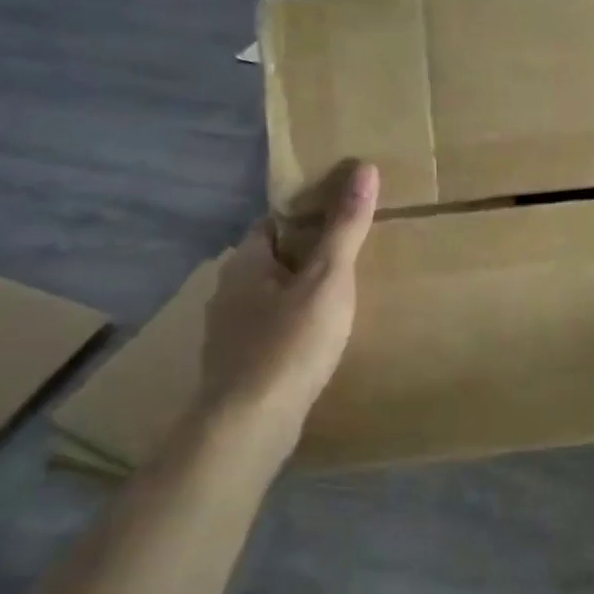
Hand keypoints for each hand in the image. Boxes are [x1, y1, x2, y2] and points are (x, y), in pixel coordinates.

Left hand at [197, 162, 378, 461]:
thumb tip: (364, 167)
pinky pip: (270, 331)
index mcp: (245, 262)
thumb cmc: (290, 344)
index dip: (307, 215)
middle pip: (273, 260)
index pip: (274, 222)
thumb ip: (345, 226)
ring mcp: (229, 332)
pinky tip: (318, 342)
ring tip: (343, 298)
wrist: (249, 426)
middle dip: (307, 256)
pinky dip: (293, 327)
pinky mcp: (238, 365)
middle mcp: (229, 291)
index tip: (344, 216)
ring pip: (271, 298)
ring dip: (300, 294)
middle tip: (352, 257)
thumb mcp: (328, 278)